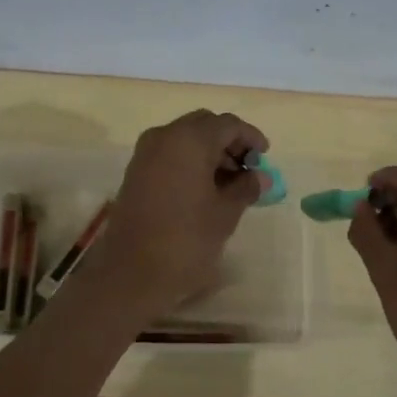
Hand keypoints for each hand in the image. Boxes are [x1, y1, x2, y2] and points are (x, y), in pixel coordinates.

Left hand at [86, 110, 269, 319]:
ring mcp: (145, 153)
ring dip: (209, 152)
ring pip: (185, 138)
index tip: (265, 158)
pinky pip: (169, 154)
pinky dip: (189, 162)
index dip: (250, 137)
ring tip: (229, 183)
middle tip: (247, 169)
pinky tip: (204, 189)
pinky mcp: (135, 172)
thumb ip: (246, 188)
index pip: (228, 124)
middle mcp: (164, 137)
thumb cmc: (186, 240)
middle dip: (228, 142)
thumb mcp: (225, 214)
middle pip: (204, 125)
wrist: (131, 272)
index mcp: (190, 140)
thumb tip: (261, 176)